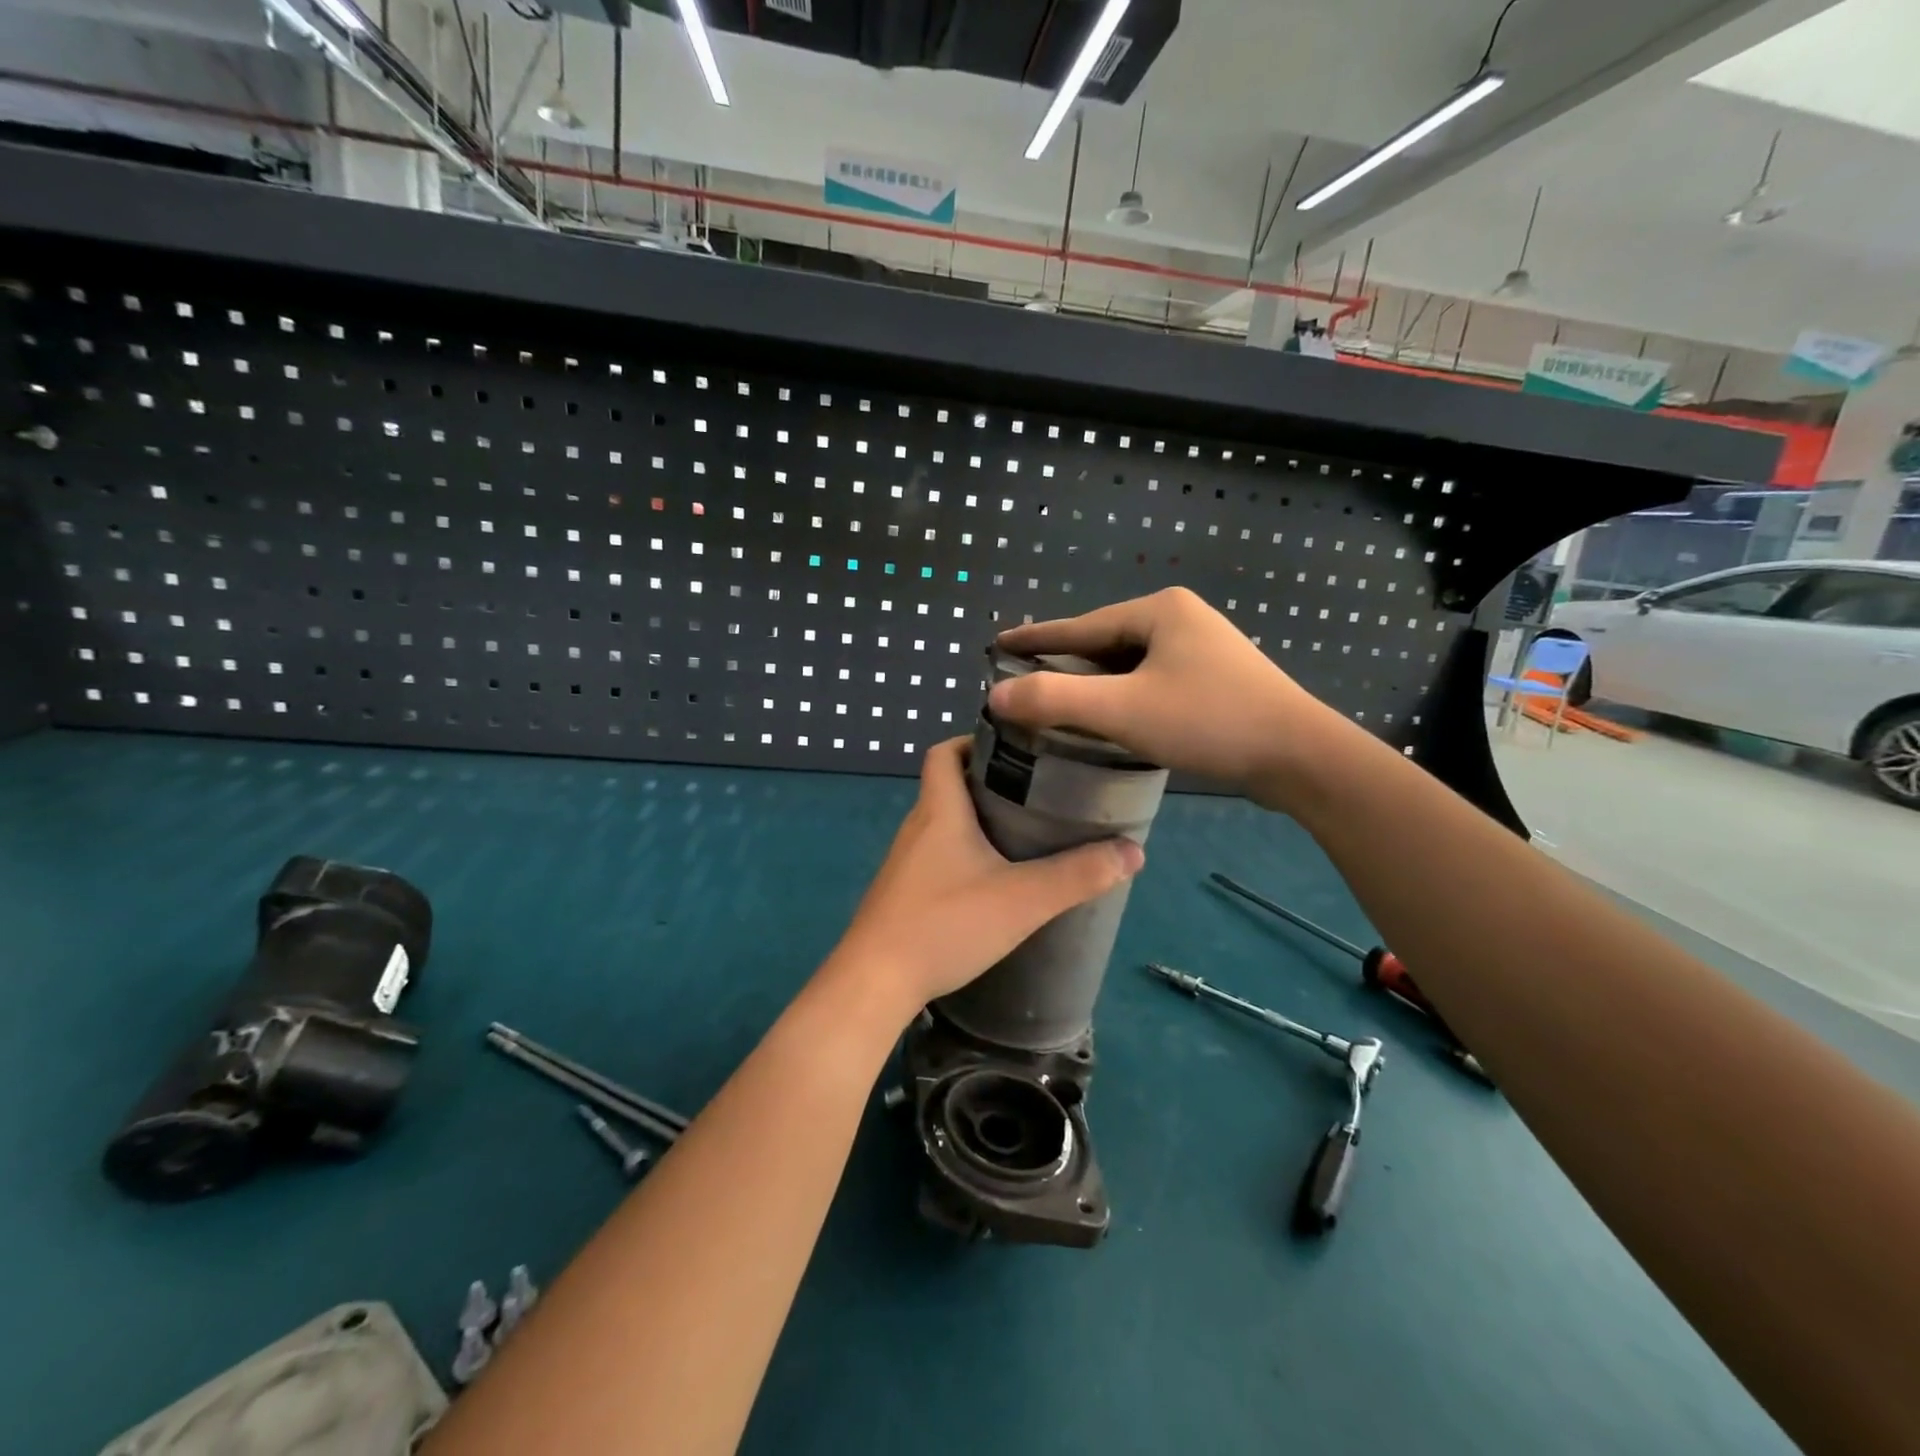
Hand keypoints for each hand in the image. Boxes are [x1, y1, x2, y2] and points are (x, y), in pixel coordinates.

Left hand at [824, 738, 1143, 1022]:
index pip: (945, 752)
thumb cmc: (946, 924)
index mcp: (939, 810)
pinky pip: (936, 857)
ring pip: (943, 824)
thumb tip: (1133, 851)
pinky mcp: (902, 893)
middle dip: (989, 782)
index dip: (974, 741)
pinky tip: (991, 881)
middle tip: (1038, 792)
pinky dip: (963, 854)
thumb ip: (1078, 875)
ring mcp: (904, 862)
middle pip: (948, 786)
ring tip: (1024, 833)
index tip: (1016, 748)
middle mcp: (916, 827)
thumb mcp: (1022, 899)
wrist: (875, 982)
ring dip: (977, 821)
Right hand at [989, 587, 1346, 810]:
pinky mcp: (1216, 678)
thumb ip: (1054, 700)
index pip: (1080, 626)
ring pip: (1130, 664)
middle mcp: (1181, 618)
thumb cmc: (1208, 722)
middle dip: (1065, 663)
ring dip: (1094, 683)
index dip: (1035, 638)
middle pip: (1105, 643)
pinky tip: (1110, 716)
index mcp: (1159, 610)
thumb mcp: (1122, 710)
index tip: (998, 643)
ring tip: (1059, 701)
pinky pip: (1152, 680)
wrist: (1300, 756)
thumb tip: (996, 694)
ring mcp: (1203, 648)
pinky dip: (1123, 696)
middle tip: (1024, 679)